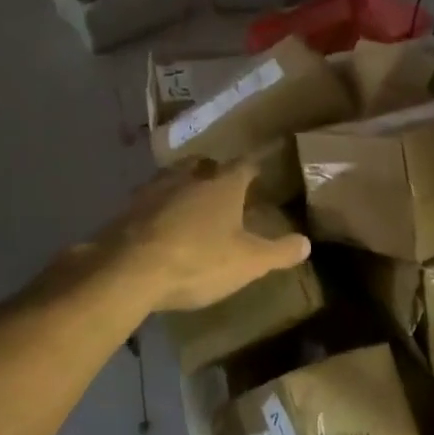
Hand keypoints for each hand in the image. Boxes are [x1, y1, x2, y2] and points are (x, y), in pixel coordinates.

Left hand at [108, 160, 310, 312]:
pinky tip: (158, 224)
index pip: (244, 166)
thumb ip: (278, 252)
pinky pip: (148, 201)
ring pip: (172, 178)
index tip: (259, 170)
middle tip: (221, 183)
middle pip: (203, 164)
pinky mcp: (126, 209)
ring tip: (189, 200)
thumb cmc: (197, 260)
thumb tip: (306, 243)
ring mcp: (153, 191)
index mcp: (222, 185)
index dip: (253, 167)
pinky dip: (157, 208)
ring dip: (182, 185)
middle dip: (213, 171)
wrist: (127, 270)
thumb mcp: (248, 262)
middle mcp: (188, 177)